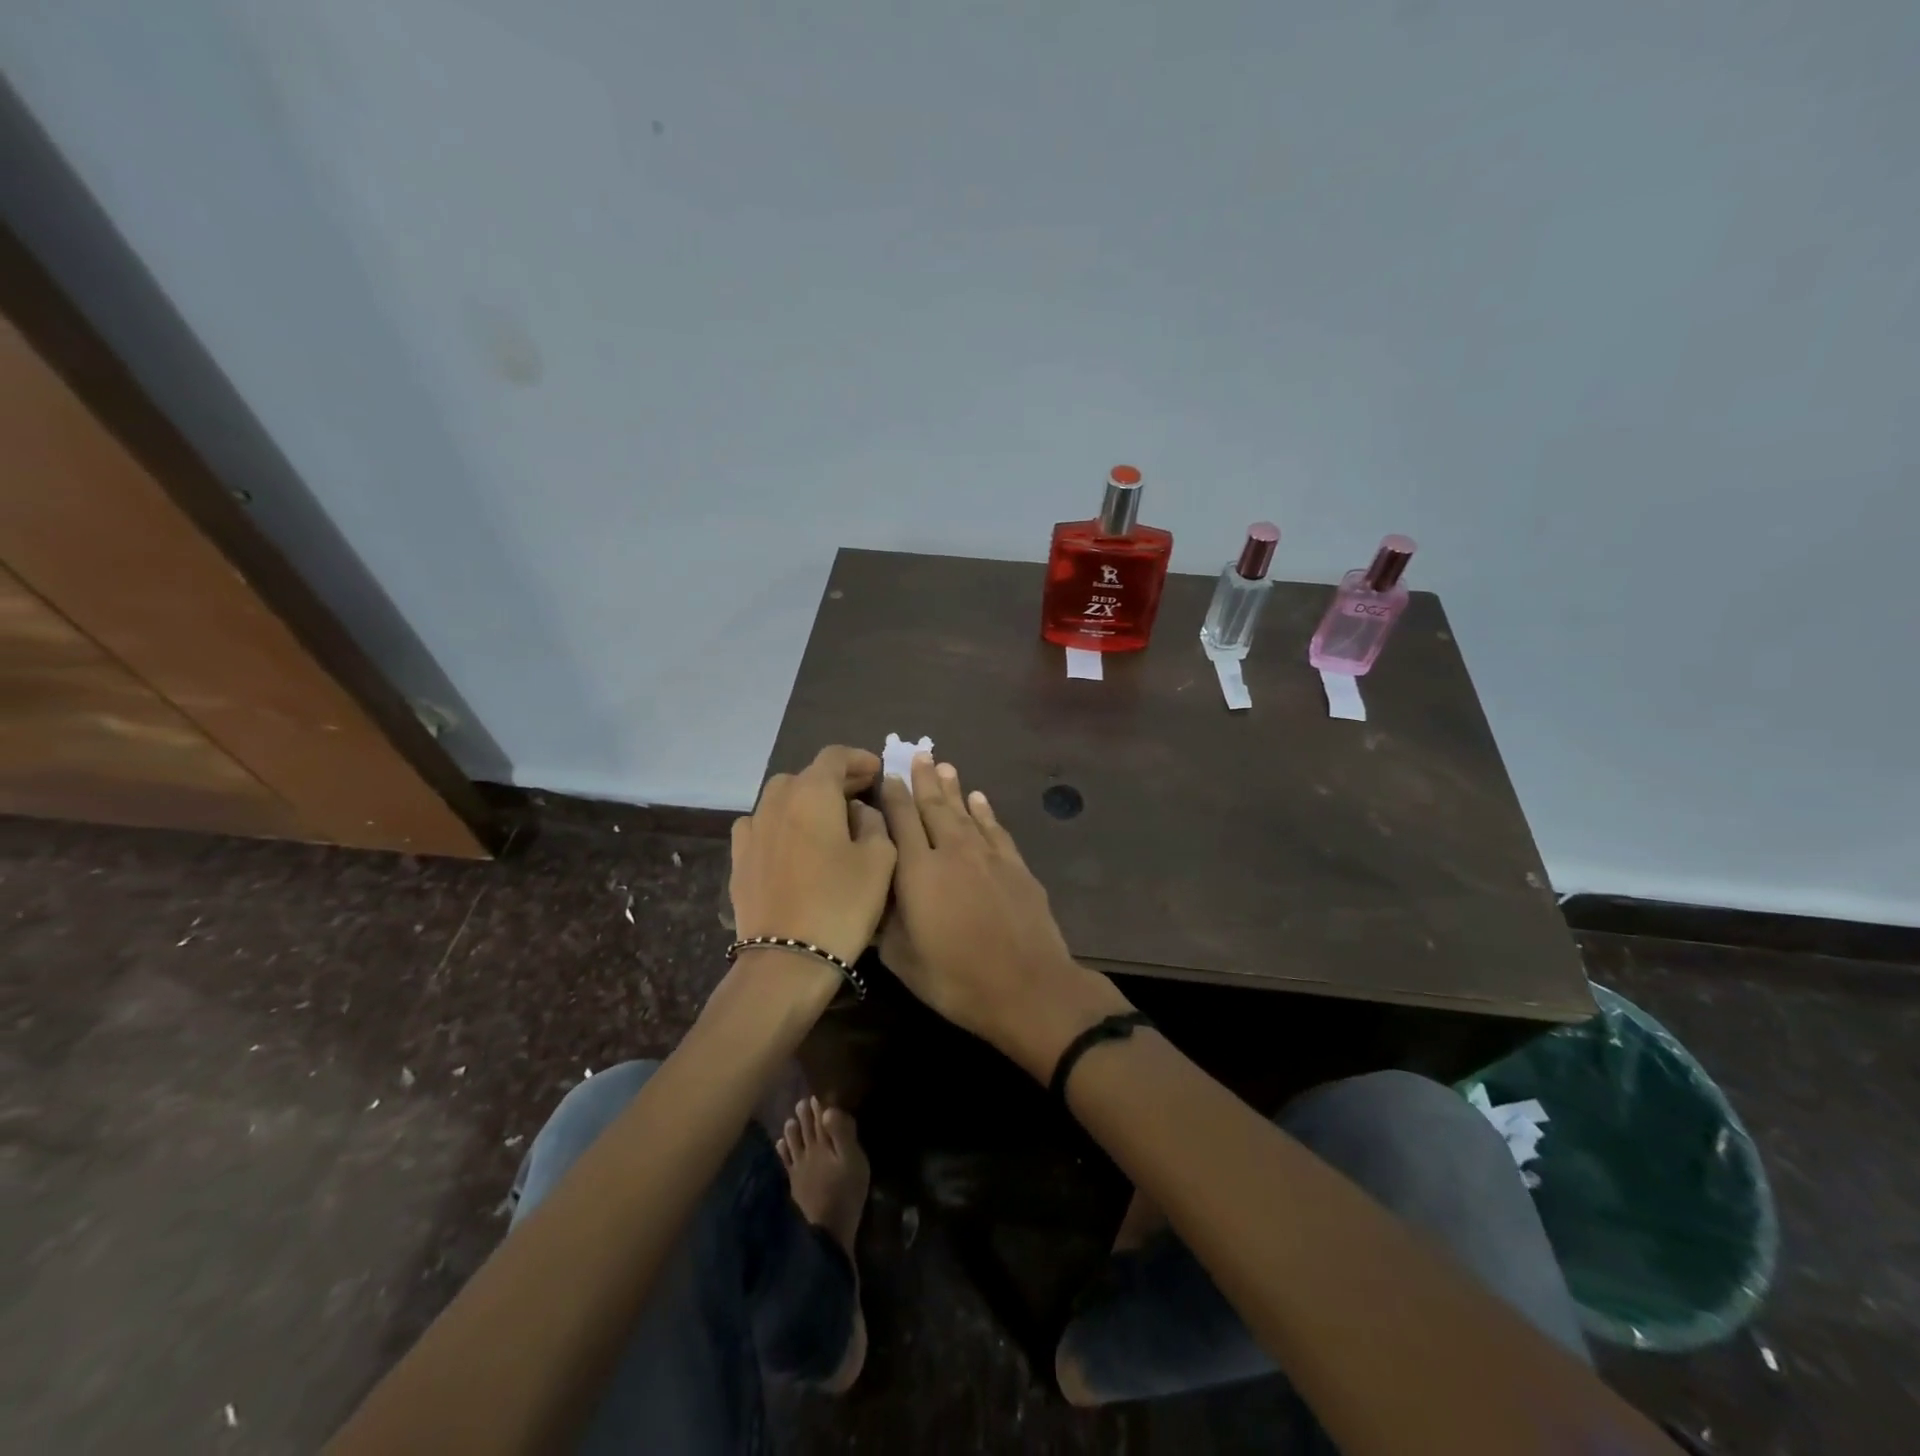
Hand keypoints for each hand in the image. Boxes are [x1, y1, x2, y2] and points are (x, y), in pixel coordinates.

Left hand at [730, 746, 896, 966]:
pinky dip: (781, 824)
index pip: (834, 756)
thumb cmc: (842, 904)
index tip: (876, 770)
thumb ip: (874, 822)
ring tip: (827, 820)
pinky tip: (792, 843)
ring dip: (805, 800)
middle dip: (834, 780)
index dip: (858, 758)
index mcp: (812, 793)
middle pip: (806, 775)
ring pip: (781, 798)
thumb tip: (858, 811)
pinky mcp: (738, 858)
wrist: (785, 960)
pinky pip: (761, 825)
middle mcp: (776, 801)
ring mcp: (751, 829)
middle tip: (859, 795)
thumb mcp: (880, 859)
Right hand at [877, 756, 1130, 1077]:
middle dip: (923, 779)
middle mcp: (952, 851)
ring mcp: (988, 856)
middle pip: (934, 806)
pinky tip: (979, 799)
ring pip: (965, 811)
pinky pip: (995, 828)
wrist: (1028, 986)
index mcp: (918, 871)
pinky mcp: (1016, 865)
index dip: (893, 794)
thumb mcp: (902, 959)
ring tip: (944, 766)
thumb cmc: (956, 979)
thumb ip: (883, 920)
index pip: (901, 820)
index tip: (887, 774)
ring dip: (953, 788)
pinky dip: (985, 811)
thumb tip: (871, 890)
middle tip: (918, 753)